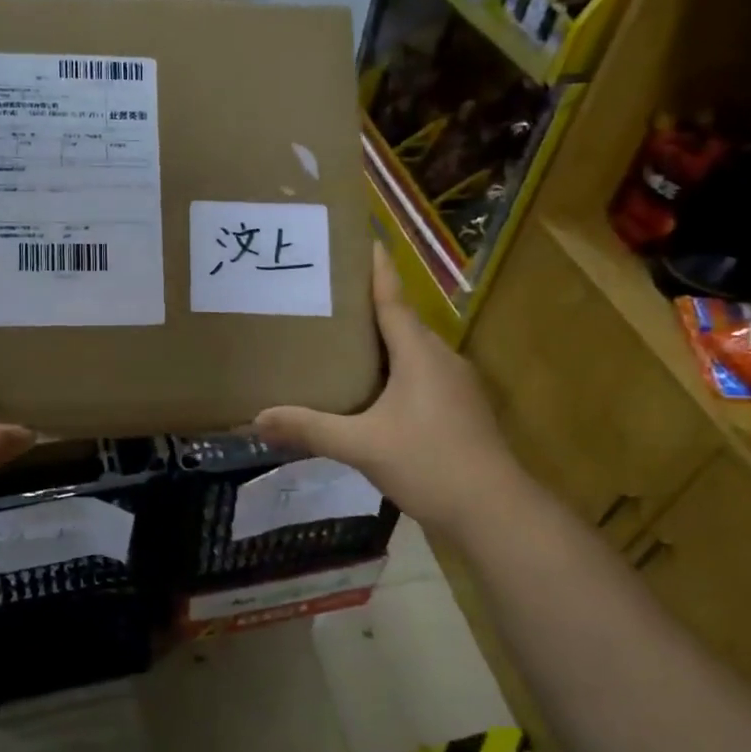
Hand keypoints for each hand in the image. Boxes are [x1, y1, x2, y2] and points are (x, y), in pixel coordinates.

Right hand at [255, 244, 514, 534]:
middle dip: (368, 308)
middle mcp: (441, 359)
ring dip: (381, 344)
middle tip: (327, 299)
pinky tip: (370, 393)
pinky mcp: (459, 410)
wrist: (493, 511)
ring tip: (340, 343)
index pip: (393, 299)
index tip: (363, 240)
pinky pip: (420, 377)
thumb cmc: (429, 463)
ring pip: (411, 353)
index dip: (376, 270)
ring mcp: (455, 386)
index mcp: (419, 353)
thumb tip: (257, 419)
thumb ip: (310, 429)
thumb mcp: (361, 446)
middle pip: (401, 322)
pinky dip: (393, 373)